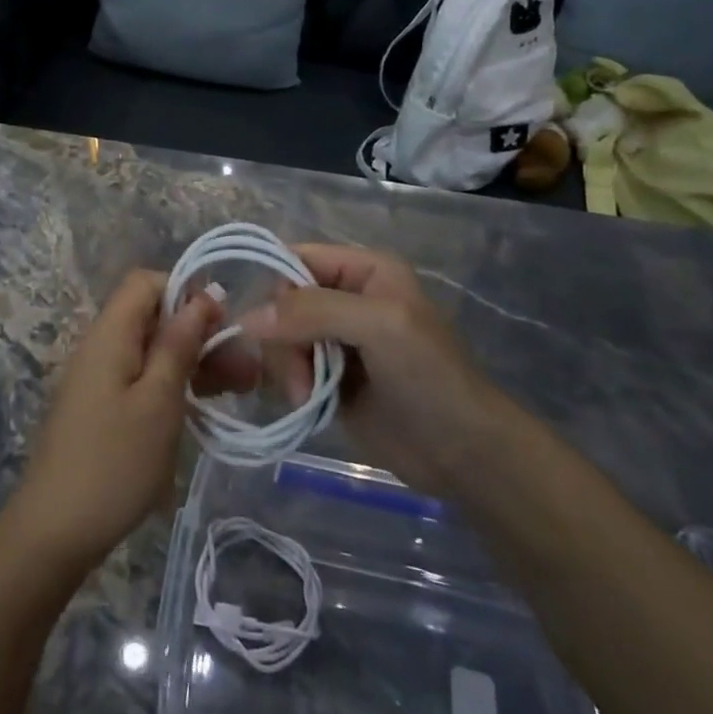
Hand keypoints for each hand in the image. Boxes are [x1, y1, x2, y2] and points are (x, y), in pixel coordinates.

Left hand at [1, 270, 242, 575]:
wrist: (55, 531)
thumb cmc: (114, 462)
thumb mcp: (158, 400)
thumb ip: (179, 344)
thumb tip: (202, 294)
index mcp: (110, 334)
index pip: (146, 283)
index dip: (186, 292)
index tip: (222, 324)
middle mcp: (101, 347)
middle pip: (153, 318)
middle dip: (200, 334)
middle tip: (246, 369)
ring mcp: (100, 379)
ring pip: (152, 351)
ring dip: (194, 362)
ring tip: (240, 389)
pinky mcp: (103, 408)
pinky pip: (142, 379)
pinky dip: (174, 385)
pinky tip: (205, 407)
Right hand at [237, 244, 495, 495]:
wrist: (464, 455)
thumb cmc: (431, 377)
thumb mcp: (379, 327)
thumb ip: (315, 311)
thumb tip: (248, 317)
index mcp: (365, 270)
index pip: (297, 258)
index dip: (278, 287)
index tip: (270, 327)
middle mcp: (346, 297)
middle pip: (283, 301)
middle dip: (284, 338)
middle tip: (299, 375)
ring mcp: (336, 339)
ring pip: (280, 336)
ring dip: (287, 366)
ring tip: (308, 395)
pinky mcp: (329, 376)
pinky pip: (288, 366)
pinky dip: (290, 383)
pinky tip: (307, 402)